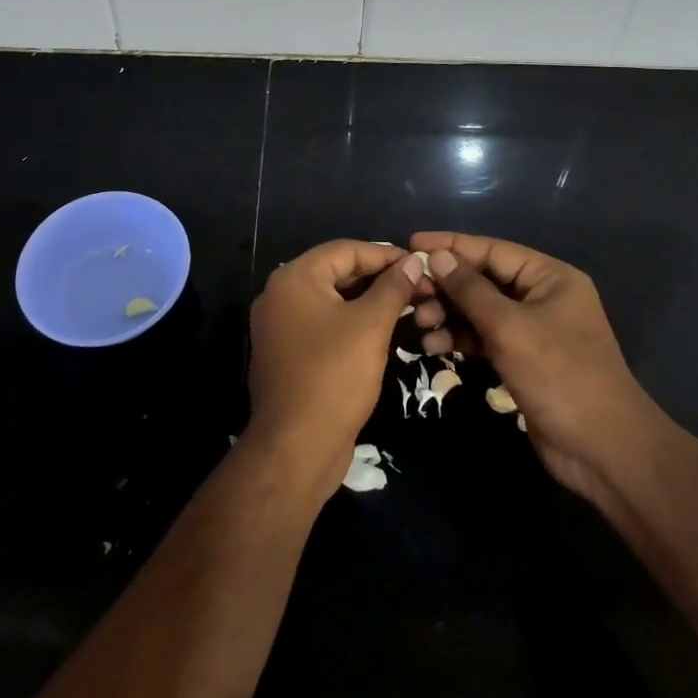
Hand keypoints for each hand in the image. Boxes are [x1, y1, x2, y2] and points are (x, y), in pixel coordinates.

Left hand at [247, 240, 421, 494]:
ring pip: (330, 301)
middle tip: (417, 285)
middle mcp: (279, 295)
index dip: (384, 254)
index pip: (345, 250)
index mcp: (293, 278)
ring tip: (407, 306)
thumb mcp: (371, 326)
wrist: (295, 447)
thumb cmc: (334, 375)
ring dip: (367, 301)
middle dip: (377, 278)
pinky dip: (350, 322)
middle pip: (335, 273)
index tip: (419, 263)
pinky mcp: (286, 353)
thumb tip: (413, 260)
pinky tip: (380, 331)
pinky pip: (322, 324)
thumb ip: (392, 288)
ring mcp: (279, 326)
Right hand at [409, 231, 656, 505]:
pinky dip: (460, 338)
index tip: (412, 242)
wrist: (603, 450)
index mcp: (549, 277)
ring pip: (479, 310)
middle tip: (410, 294)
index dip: (451, 245)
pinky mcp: (523, 360)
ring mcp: (532, 330)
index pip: (492, 250)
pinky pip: (484, 337)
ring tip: (419, 324)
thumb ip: (470, 290)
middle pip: (483, 279)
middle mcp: (541, 296)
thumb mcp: (510, 327)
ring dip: (448, 314)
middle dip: (446, 286)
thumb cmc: (560, 375)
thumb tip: (437, 255)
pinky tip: (434, 346)